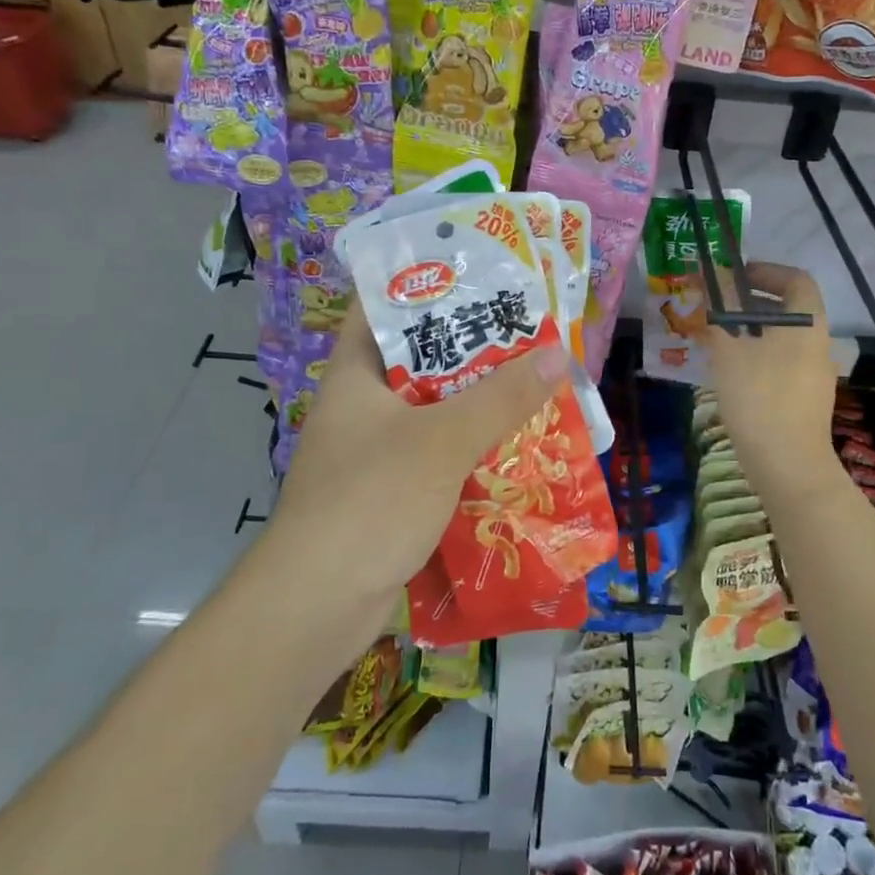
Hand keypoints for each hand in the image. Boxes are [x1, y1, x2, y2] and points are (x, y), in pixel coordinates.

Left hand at [267, 302, 566, 597]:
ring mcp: (373, 451)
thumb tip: (557, 354)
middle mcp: (361, 406)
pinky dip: (471, 447)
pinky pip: (437, 454)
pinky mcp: (389, 492)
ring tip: (533, 379)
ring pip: (434, 410)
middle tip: (526, 327)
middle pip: (419, 358)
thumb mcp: (442, 440)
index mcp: (355, 374)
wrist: (317, 606)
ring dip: (478, 401)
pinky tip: (515, 445)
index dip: (425, 280)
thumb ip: (501, 397)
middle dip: (472, 346)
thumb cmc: (371, 501)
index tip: (477, 268)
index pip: (381, 305)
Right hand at [704, 262, 836, 480]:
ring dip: (751, 329)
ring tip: (716, 337)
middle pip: (788, 308)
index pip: (796, 279)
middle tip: (717, 304)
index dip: (766, 271)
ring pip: (782, 337)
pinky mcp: (805, 398)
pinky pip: (781, 362)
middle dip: (751, 301)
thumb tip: (712, 277)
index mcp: (807, 323)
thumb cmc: (759, 396)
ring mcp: (815, 373)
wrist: (788, 465)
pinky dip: (757, 355)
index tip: (735, 275)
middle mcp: (818, 342)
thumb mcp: (730, 347)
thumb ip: (721, 309)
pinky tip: (730, 371)